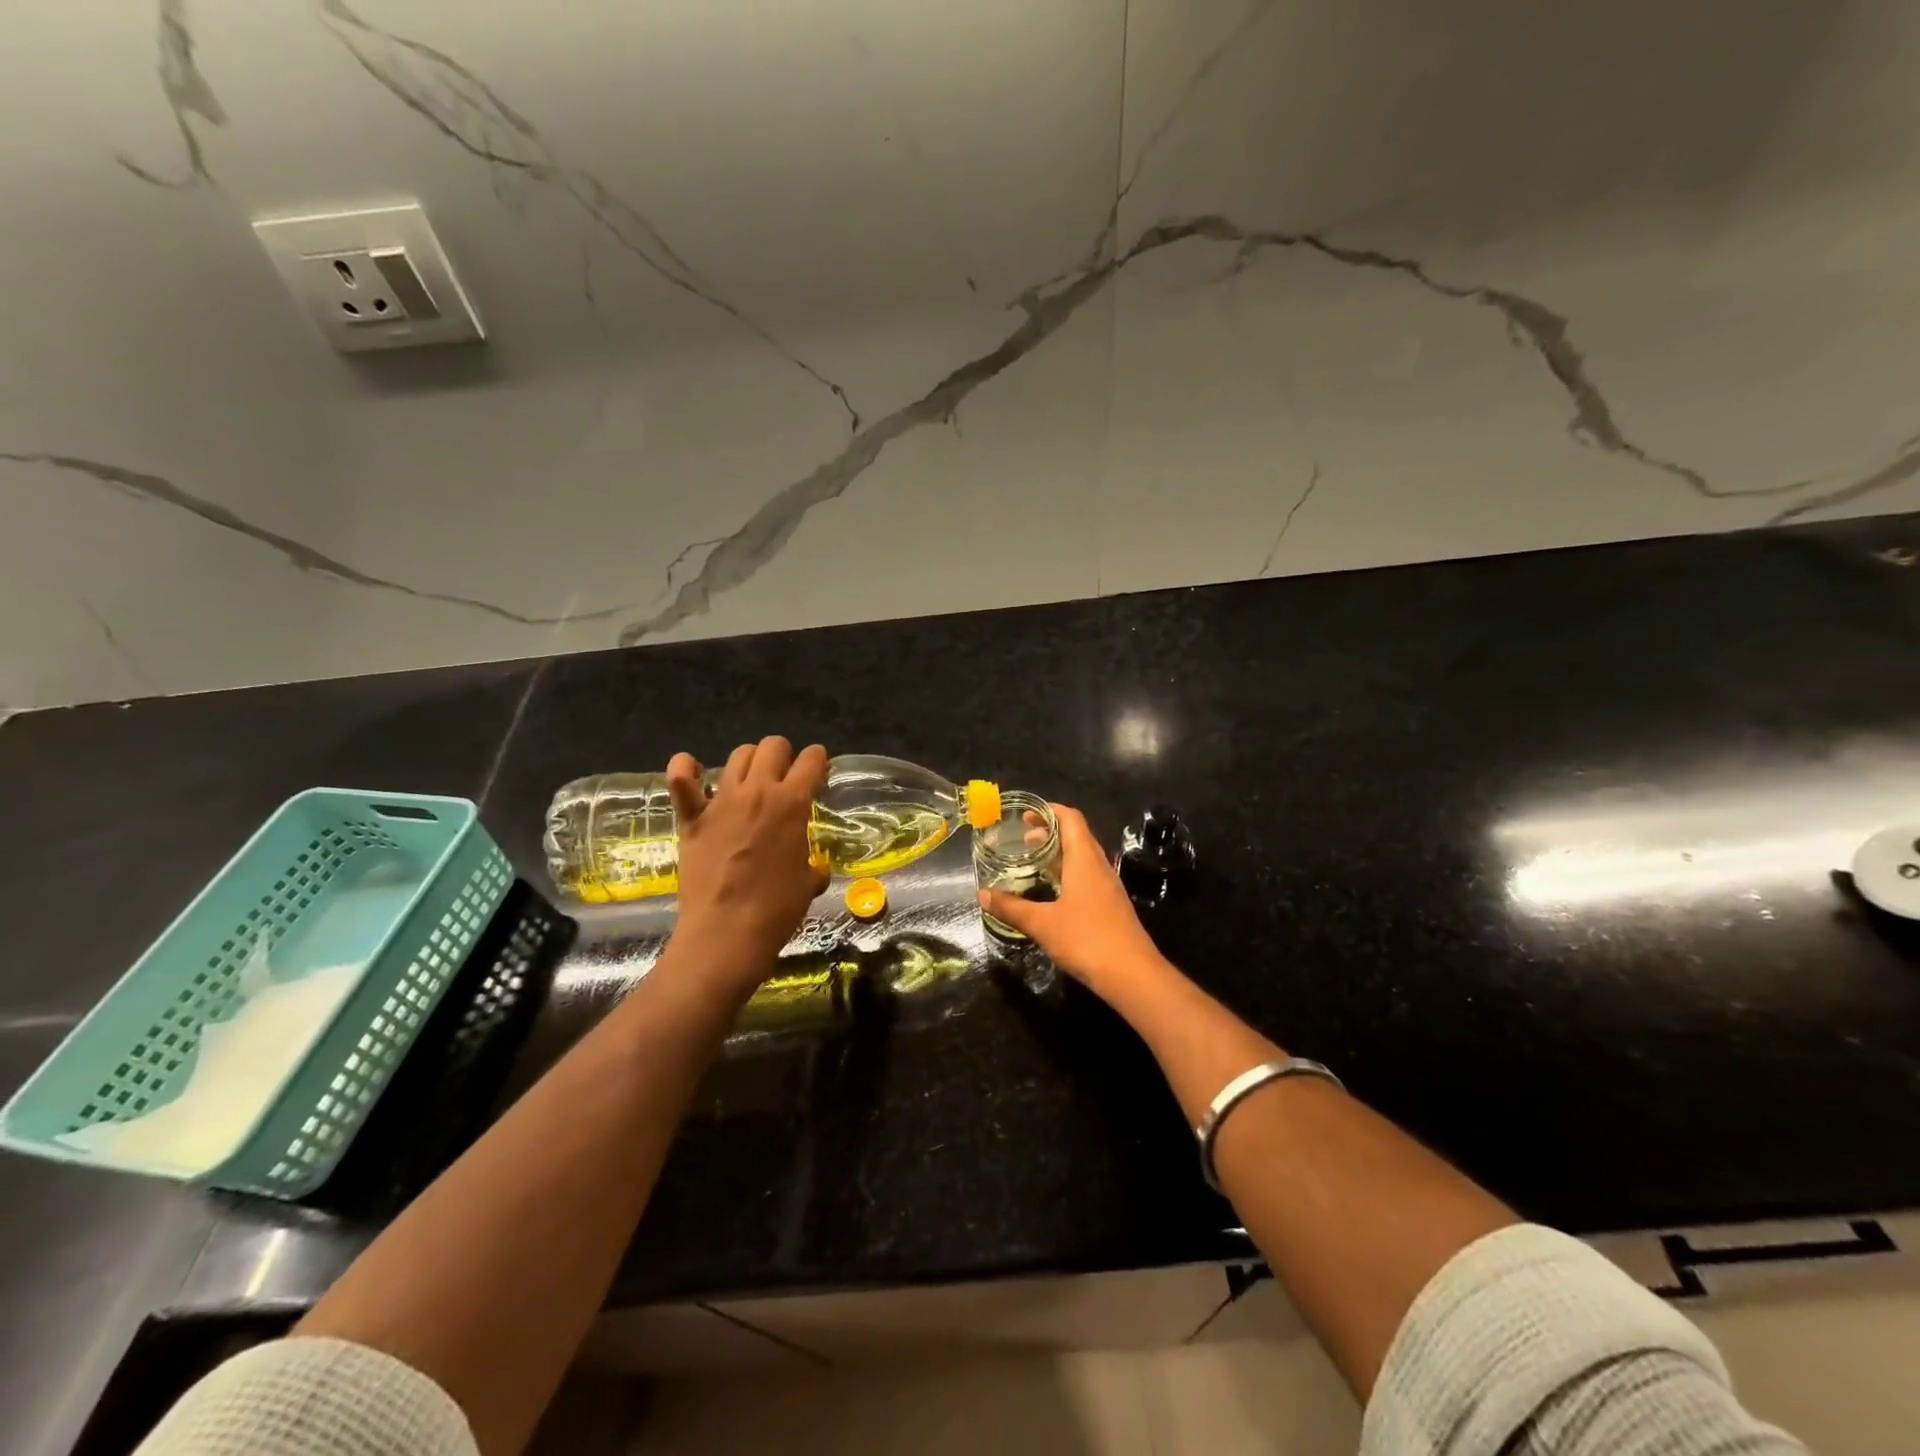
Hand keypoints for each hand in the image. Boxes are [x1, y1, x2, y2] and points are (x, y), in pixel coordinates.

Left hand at [666, 737, 827, 989]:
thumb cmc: (776, 910)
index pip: (812, 760)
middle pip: (773, 746)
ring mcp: (721, 801)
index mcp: (792, 803)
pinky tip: (691, 771)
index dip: (818, 761)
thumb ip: (813, 867)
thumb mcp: (808, 884)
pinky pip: (681, 780)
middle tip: (785, 778)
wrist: (726, 933)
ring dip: (749, 761)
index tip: (817, 773)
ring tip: (750, 780)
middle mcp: (758, 791)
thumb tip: (816, 869)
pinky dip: (685, 770)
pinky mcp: (692, 818)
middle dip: (784, 755)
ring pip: (738, 755)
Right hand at [977, 803, 1167, 998]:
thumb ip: (1011, 907)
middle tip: (1022, 838)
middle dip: (1050, 832)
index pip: (1071, 819)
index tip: (1026, 814)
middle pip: (1077, 835)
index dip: (1049, 811)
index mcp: (1084, 859)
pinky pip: (1087, 877)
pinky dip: (1067, 873)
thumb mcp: (1042, 923)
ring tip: (1033, 862)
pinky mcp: (1111, 906)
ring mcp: (1108, 887)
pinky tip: (1052, 892)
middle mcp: (1099, 866)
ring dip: (1059, 854)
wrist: (1132, 975)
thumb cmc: (1086, 939)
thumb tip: (982, 894)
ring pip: (1082, 858)